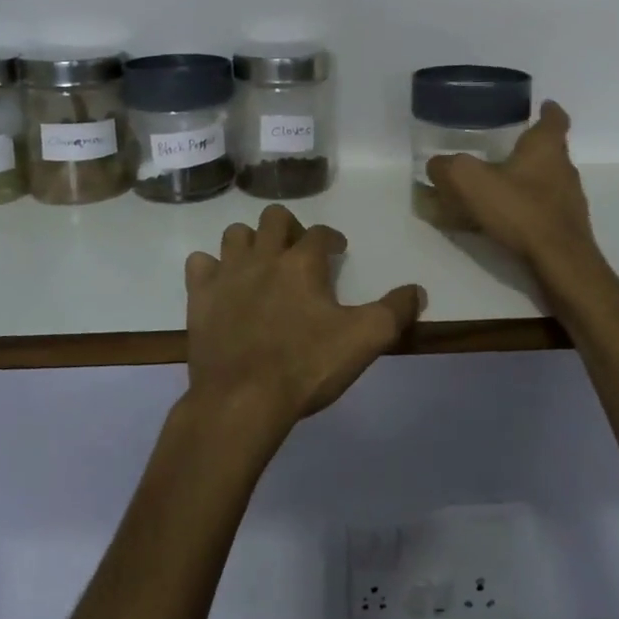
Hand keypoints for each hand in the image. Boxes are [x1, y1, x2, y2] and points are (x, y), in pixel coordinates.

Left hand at [183, 205, 425, 439]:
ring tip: (261, 264)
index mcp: (302, 263)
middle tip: (298, 253)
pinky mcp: (200, 296)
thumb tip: (418, 291)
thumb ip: (394, 311)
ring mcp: (227, 274)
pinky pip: (200, 264)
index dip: (332, 238)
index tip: (338, 251)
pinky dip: (212, 268)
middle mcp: (263, 257)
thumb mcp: (364, 340)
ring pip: (235, 234)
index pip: (321, 233)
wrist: (241, 400)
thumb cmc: (306, 367)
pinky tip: (224, 285)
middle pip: (274, 218)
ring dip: (250, 242)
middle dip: (289, 228)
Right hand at [426, 101, 601, 282]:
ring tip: (498, 187)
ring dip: (527, 181)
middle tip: (502, 148)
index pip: (555, 118)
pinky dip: (527, 209)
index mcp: (546, 147)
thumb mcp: (469, 181)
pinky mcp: (567, 228)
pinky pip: (544, 210)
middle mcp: (564, 168)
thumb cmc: (520, 210)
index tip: (542, 104)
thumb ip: (447, 168)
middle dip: (529, 148)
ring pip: (547, 181)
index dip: (548, 110)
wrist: (560, 262)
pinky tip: (504, 221)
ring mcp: (570, 200)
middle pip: (550, 150)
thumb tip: (436, 165)